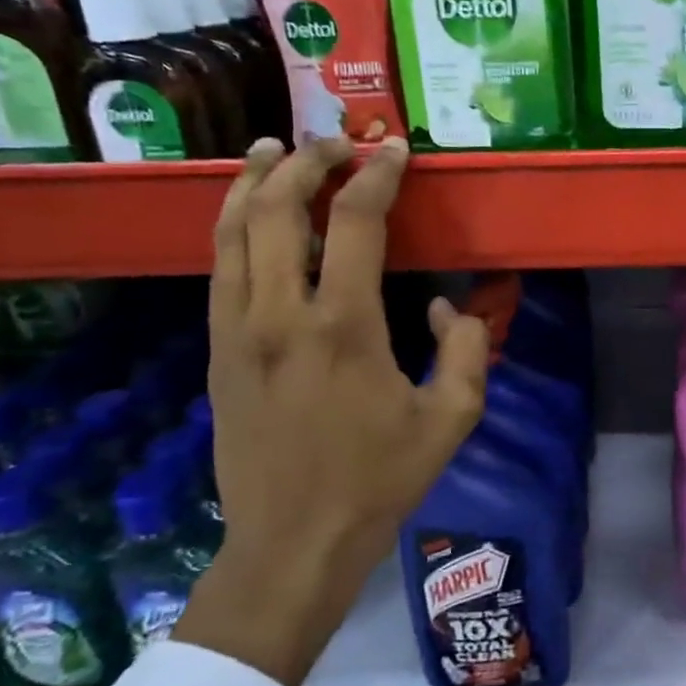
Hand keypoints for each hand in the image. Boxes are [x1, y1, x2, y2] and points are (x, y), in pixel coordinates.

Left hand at [174, 136, 490, 685]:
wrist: (293, 543)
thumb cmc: (380, 481)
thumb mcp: (452, 419)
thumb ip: (468, 350)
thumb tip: (449, 308)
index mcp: (345, 328)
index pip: (356, 222)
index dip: (377, 176)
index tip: (393, 151)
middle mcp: (280, 315)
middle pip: (279, 208)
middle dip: (306, 161)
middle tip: (334, 143)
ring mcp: (237, 331)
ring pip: (233, 231)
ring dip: (253, 181)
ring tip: (271, 149)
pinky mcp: (217, 351)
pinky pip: (220, 268)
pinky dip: (233, 225)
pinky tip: (247, 213)